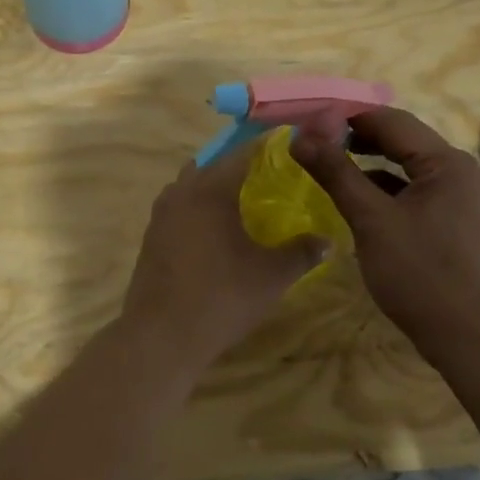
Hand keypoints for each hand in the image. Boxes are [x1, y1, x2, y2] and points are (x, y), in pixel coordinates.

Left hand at [123, 146, 325, 369]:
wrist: (160, 335)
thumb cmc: (221, 297)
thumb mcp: (271, 276)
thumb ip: (302, 253)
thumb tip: (328, 241)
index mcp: (211, 189)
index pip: (243, 152)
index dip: (267, 146)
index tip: (289, 144)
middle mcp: (183, 190)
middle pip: (214, 164)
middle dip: (240, 164)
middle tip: (269, 175)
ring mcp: (162, 212)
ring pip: (192, 184)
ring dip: (216, 185)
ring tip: (244, 201)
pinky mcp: (152, 235)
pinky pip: (180, 206)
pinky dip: (199, 206)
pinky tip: (216, 229)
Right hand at [291, 107, 479, 360]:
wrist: (471, 341)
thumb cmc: (420, 274)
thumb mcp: (371, 220)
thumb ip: (336, 173)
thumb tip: (300, 136)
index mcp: (445, 162)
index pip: (390, 120)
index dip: (347, 115)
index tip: (309, 119)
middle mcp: (458, 171)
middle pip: (401, 140)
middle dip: (357, 137)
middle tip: (315, 142)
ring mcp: (461, 199)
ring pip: (407, 167)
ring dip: (370, 163)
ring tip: (331, 166)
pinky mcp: (456, 223)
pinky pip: (416, 192)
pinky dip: (387, 189)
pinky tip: (361, 202)